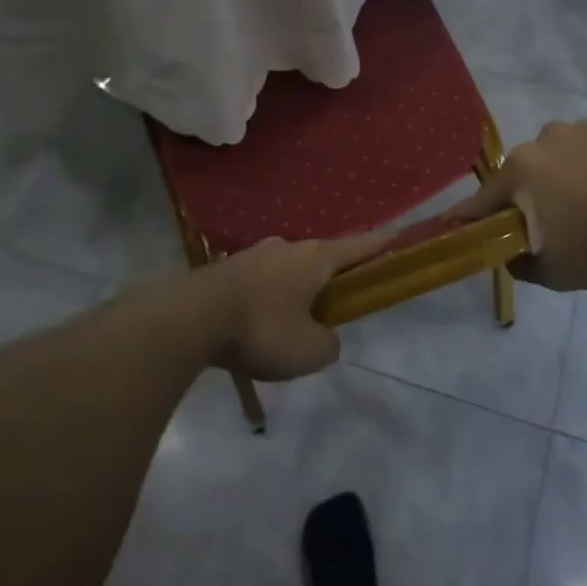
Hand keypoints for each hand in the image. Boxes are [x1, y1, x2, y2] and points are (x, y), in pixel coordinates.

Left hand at [199, 231, 393, 380]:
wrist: (189, 319)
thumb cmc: (261, 329)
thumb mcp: (309, 351)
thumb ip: (328, 343)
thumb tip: (321, 335)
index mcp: (315, 258)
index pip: (359, 246)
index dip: (381, 244)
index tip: (398, 235)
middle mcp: (286, 247)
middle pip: (320, 259)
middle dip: (331, 278)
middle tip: (335, 305)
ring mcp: (253, 255)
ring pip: (287, 271)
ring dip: (295, 291)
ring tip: (290, 325)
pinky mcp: (226, 270)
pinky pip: (260, 284)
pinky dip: (267, 301)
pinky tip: (257, 326)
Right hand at [449, 121, 586, 291]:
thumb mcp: (555, 272)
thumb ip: (521, 264)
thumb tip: (510, 255)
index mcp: (521, 170)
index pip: (482, 200)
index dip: (468, 217)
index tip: (453, 226)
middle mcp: (543, 140)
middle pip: (523, 176)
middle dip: (528, 200)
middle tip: (548, 228)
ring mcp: (582, 129)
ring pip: (558, 161)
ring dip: (562, 181)